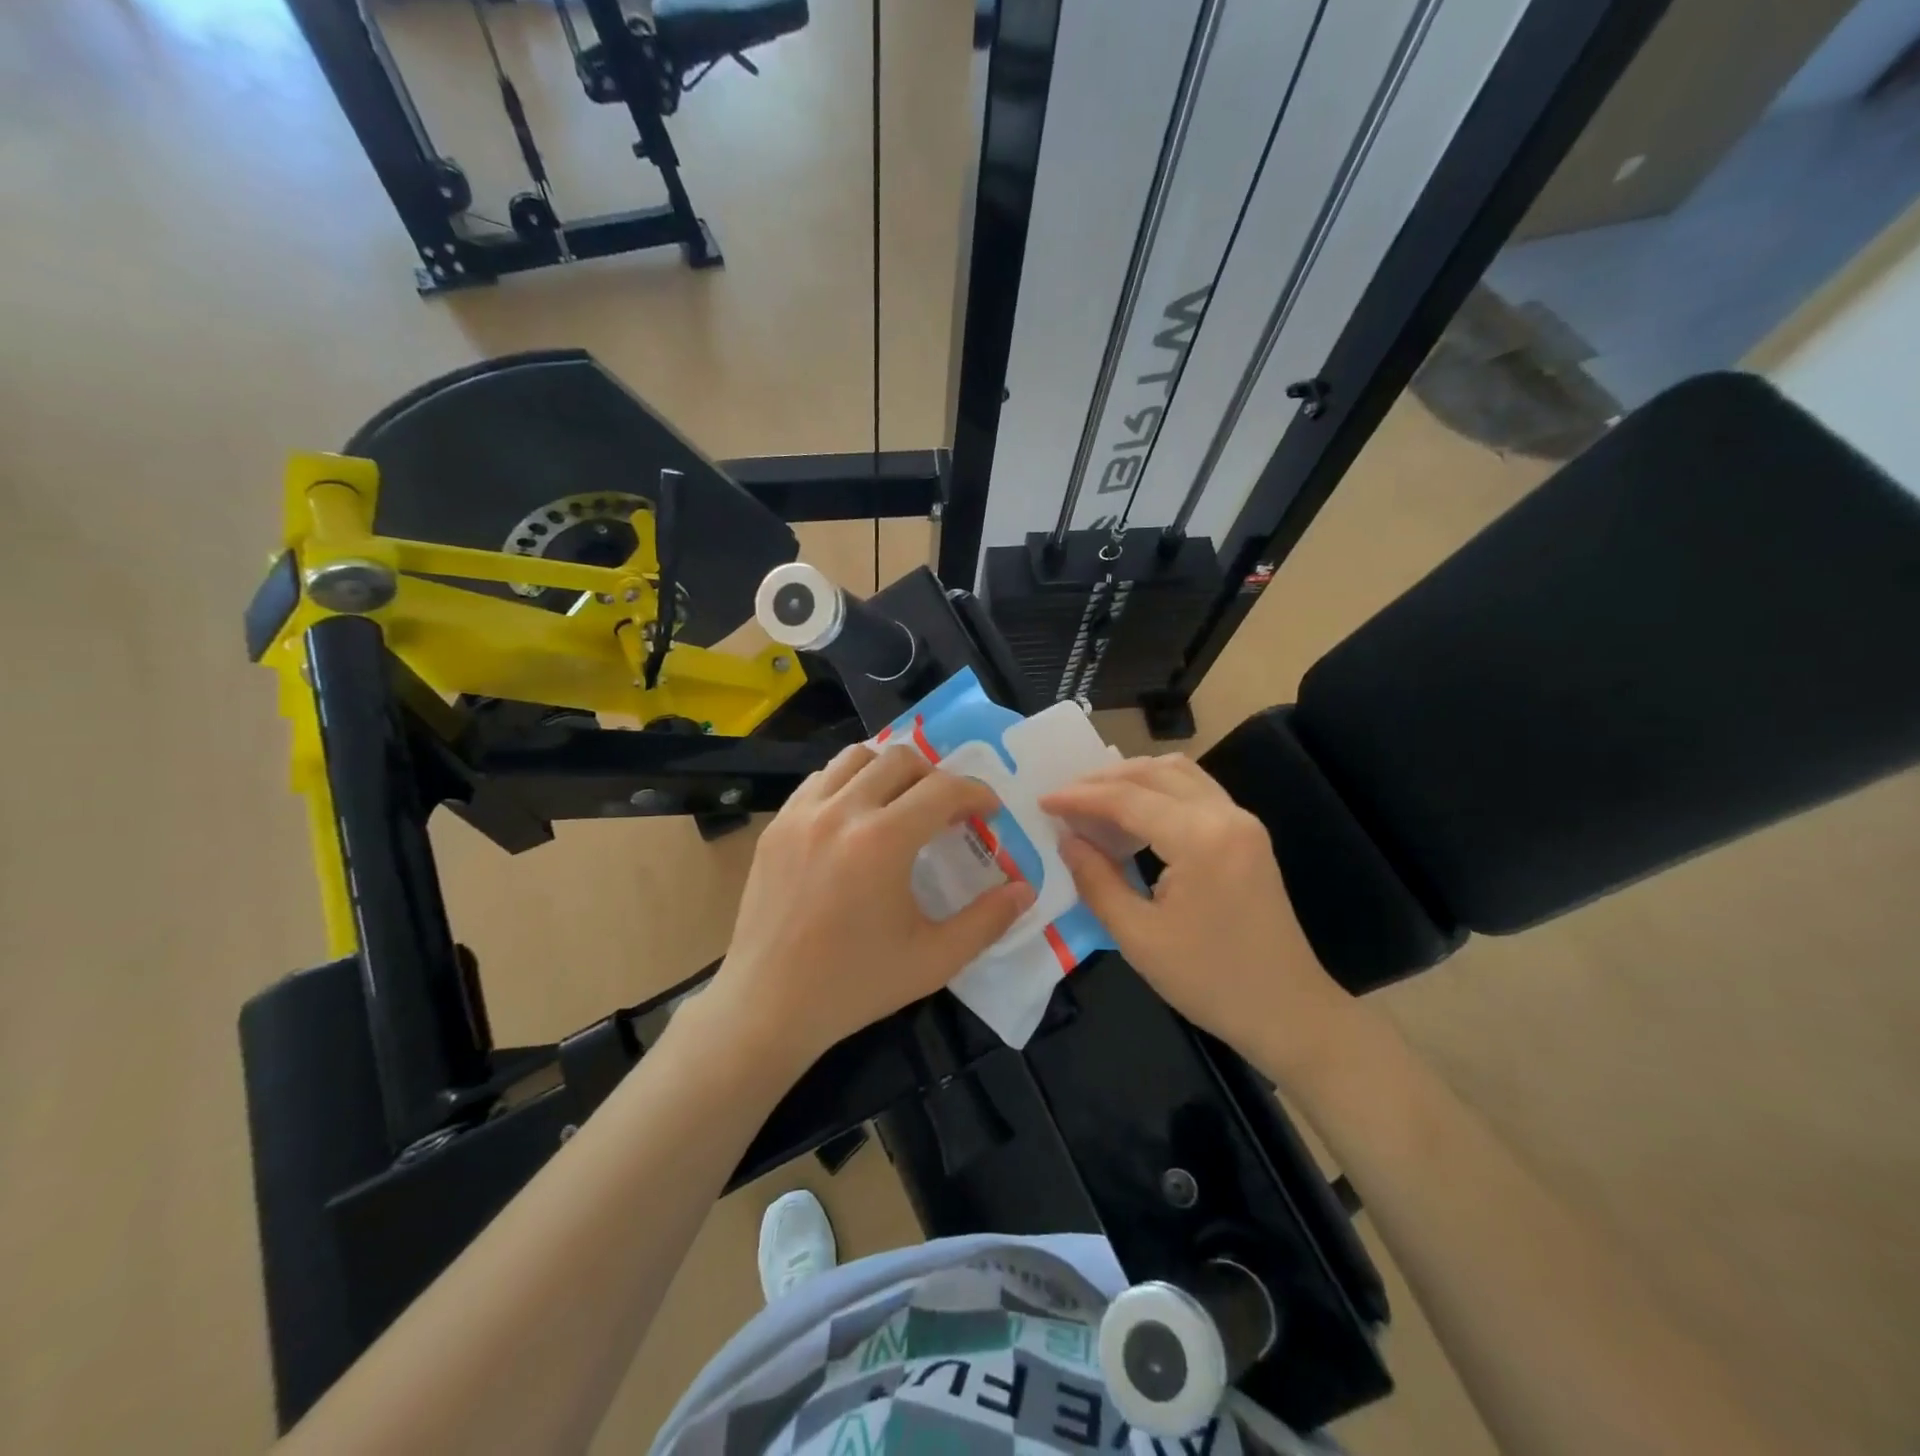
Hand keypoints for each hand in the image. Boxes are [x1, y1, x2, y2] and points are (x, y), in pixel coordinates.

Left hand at [704, 743, 1033, 1079]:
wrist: (768, 1005)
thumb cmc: (856, 985)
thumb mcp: (933, 960)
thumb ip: (987, 921)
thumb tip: (1026, 890)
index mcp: (883, 841)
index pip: (942, 789)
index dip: (975, 793)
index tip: (988, 812)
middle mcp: (841, 812)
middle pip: (900, 759)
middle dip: (935, 776)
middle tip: (947, 810)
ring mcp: (801, 814)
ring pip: (855, 757)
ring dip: (889, 770)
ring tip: (901, 803)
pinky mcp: (777, 825)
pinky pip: (820, 780)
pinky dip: (848, 783)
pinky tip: (856, 818)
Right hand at [1041, 754, 1352, 1085]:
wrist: (1289, 1012)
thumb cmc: (1210, 981)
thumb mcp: (1138, 937)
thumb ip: (1096, 880)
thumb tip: (1067, 840)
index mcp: (1200, 838)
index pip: (1127, 798)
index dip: (1080, 797)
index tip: (1043, 802)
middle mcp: (1225, 815)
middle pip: (1153, 772)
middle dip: (1103, 779)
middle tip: (1064, 799)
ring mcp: (1242, 821)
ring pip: (1178, 773)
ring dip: (1133, 778)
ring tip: (1094, 801)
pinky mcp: (1248, 834)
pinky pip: (1196, 790)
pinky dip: (1159, 790)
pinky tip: (1134, 814)